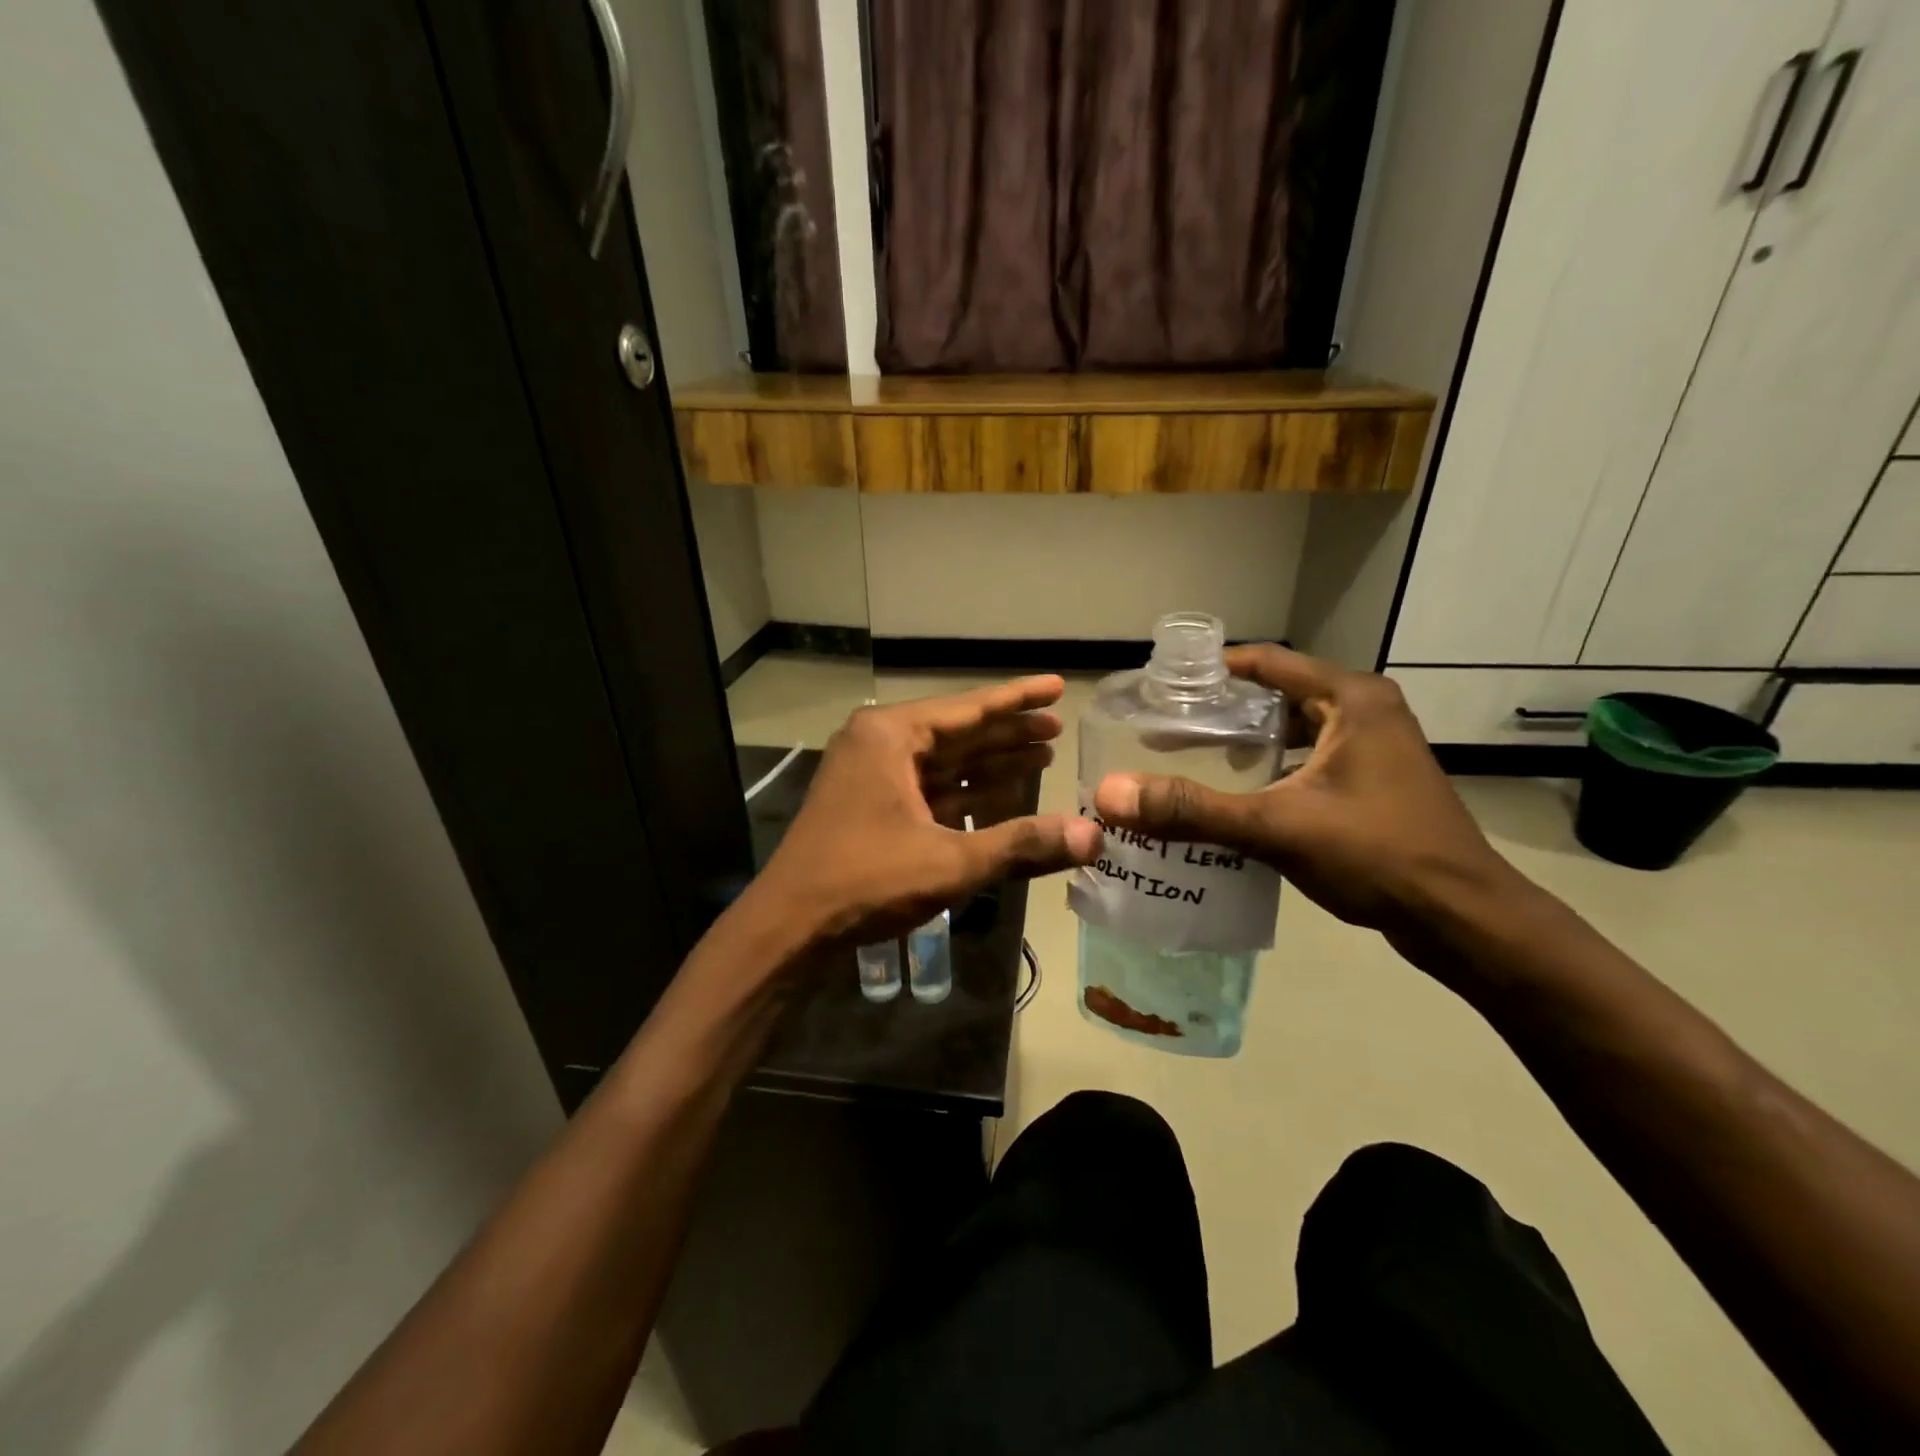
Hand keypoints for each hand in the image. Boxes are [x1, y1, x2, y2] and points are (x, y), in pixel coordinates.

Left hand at [754, 676, 1101, 947]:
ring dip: (990, 763)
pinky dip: (964, 792)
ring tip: (1042, 757)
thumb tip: (1093, 837)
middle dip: (1009, 733)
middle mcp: (879, 743)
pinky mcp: (870, 804)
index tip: (1058, 686)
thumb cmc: (866, 880)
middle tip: (1058, 729)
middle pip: (958, 732)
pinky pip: (928, 788)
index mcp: (890, 735)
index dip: (1019, 700)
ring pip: (943, 762)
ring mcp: (871, 774)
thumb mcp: (950, 861)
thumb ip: (1021, 844)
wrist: (790, 926)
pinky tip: (1002, 795)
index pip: (969, 709)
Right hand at [1092, 645, 1517, 937]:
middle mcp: (1366, 712)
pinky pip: (1309, 759)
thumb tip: (1111, 794)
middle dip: (1222, 710)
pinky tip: (1239, 797)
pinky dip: (1272, 769)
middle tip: (1167, 728)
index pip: (1266, 663)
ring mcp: (1376, 749)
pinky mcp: (1376, 783)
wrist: (1463, 919)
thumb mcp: (1276, 827)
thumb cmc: (1377, 855)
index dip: (1211, 670)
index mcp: (1351, 700)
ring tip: (1193, 759)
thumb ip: (1192, 810)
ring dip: (1246, 741)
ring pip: (1294, 730)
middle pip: (1277, 695)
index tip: (1163, 685)